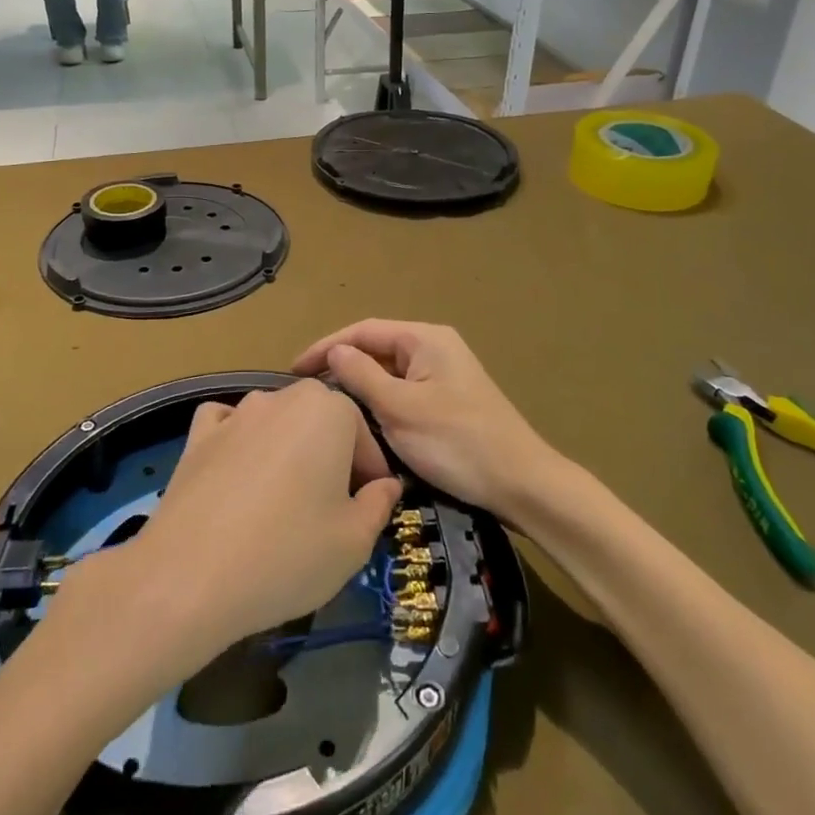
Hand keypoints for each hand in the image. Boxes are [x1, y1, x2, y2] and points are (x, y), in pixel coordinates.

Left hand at [53, 382, 403, 676]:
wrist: (190, 576)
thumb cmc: (287, 554)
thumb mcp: (354, 541)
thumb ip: (379, 504)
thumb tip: (386, 485)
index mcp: (329, 410)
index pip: (363, 435)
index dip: (371, 474)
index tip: (368, 509)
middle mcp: (282, 398)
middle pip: (320, 421)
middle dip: (331, 455)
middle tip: (330, 507)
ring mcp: (235, 414)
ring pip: (276, 421)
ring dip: (287, 449)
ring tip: (283, 499)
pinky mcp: (197, 436)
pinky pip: (228, 425)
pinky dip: (239, 440)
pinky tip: (237, 473)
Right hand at [293, 320, 562, 525]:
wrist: (520, 483)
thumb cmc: (457, 442)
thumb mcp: (400, 409)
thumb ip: (362, 376)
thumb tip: (333, 353)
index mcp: (425, 339)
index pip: (363, 331)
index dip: (325, 347)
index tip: (293, 370)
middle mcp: (434, 349)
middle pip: (376, 349)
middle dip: (341, 367)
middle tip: (306, 392)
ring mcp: (442, 376)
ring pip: (388, 373)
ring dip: (359, 387)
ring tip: (326, 407)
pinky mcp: (446, 402)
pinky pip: (402, 393)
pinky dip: (379, 403)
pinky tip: (361, 422)